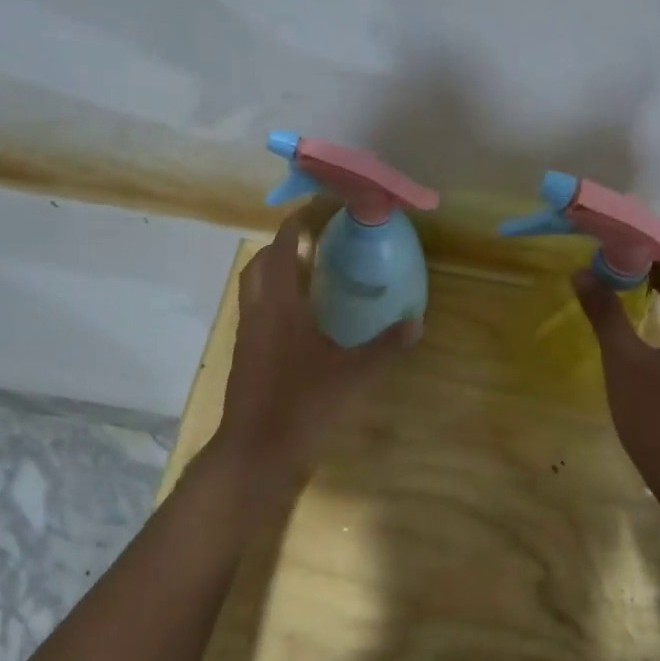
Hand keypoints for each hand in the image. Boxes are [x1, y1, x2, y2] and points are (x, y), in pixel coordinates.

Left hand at [214, 209, 420, 492]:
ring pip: (253, 288)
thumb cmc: (306, 405)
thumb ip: (387, 347)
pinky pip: (254, 311)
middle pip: (260, 263)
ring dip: (273, 271)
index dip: (297, 224)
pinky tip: (298, 317)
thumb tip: (416, 322)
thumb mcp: (355, 375)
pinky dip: (272, 298)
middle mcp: (258, 313)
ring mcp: (246, 335)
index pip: (281, 248)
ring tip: (306, 273)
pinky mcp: (244, 356)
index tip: (316, 208)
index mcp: (281, 306)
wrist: (258, 451)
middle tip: (313, 241)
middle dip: (282, 244)